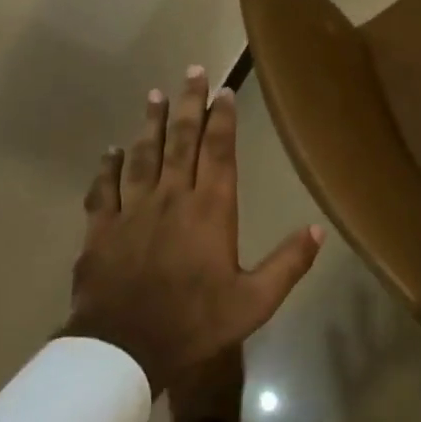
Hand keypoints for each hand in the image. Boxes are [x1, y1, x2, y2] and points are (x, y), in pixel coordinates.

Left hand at [63, 68, 323, 395]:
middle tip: (191, 71)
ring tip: (153, 95)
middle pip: (181, 140)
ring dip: (149, 124)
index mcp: (211, 209)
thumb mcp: (254, 301)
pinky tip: (110, 151)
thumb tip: (319, 230)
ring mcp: (133, 209)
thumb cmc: (195, 323)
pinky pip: (104, 189)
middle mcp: (172, 197)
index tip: (224, 91)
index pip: (219, 151)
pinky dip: (107, 167)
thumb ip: (288, 263)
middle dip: (188, 104)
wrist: (124, 349)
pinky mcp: (101, 228)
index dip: (222, 118)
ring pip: (142, 155)